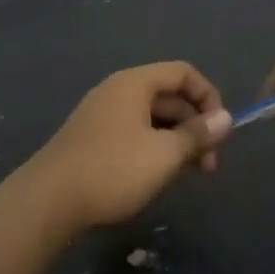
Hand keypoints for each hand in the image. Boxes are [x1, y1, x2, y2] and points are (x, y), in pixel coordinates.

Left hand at [25, 62, 232, 231]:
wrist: (49, 200)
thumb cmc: (113, 169)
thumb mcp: (164, 154)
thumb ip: (197, 134)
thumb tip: (226, 118)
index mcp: (134, 83)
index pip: (183, 72)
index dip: (208, 96)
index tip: (221, 129)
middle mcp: (117, 91)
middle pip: (168, 95)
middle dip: (194, 125)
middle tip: (209, 164)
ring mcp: (102, 115)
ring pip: (152, 117)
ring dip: (176, 140)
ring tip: (188, 174)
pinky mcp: (92, 139)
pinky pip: (134, 132)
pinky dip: (154, 147)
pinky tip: (159, 176)